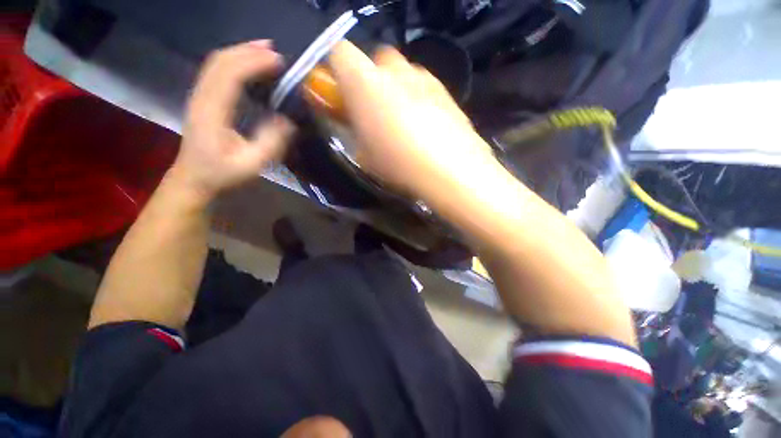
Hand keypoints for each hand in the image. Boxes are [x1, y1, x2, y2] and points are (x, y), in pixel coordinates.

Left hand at [172, 40, 295, 201]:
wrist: (194, 179)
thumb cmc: (222, 174)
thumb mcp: (252, 164)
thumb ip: (271, 142)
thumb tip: (288, 119)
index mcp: (212, 112)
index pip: (230, 75)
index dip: (255, 63)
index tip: (280, 62)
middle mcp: (202, 97)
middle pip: (221, 61)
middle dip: (248, 51)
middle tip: (276, 53)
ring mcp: (199, 97)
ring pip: (217, 63)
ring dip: (241, 52)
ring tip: (266, 52)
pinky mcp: (203, 100)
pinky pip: (217, 72)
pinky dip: (235, 62)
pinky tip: (249, 65)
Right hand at [327, 42, 494, 200]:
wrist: (449, 171)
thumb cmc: (397, 164)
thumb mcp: (363, 153)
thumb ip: (352, 127)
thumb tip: (350, 116)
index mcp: (365, 82)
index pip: (339, 53)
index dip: (337, 72)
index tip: (342, 96)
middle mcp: (395, 70)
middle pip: (376, 59)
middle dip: (371, 79)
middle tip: (374, 110)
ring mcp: (424, 78)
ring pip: (403, 72)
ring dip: (396, 89)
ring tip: (402, 121)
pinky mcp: (446, 91)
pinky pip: (424, 86)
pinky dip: (418, 98)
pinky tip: (424, 125)